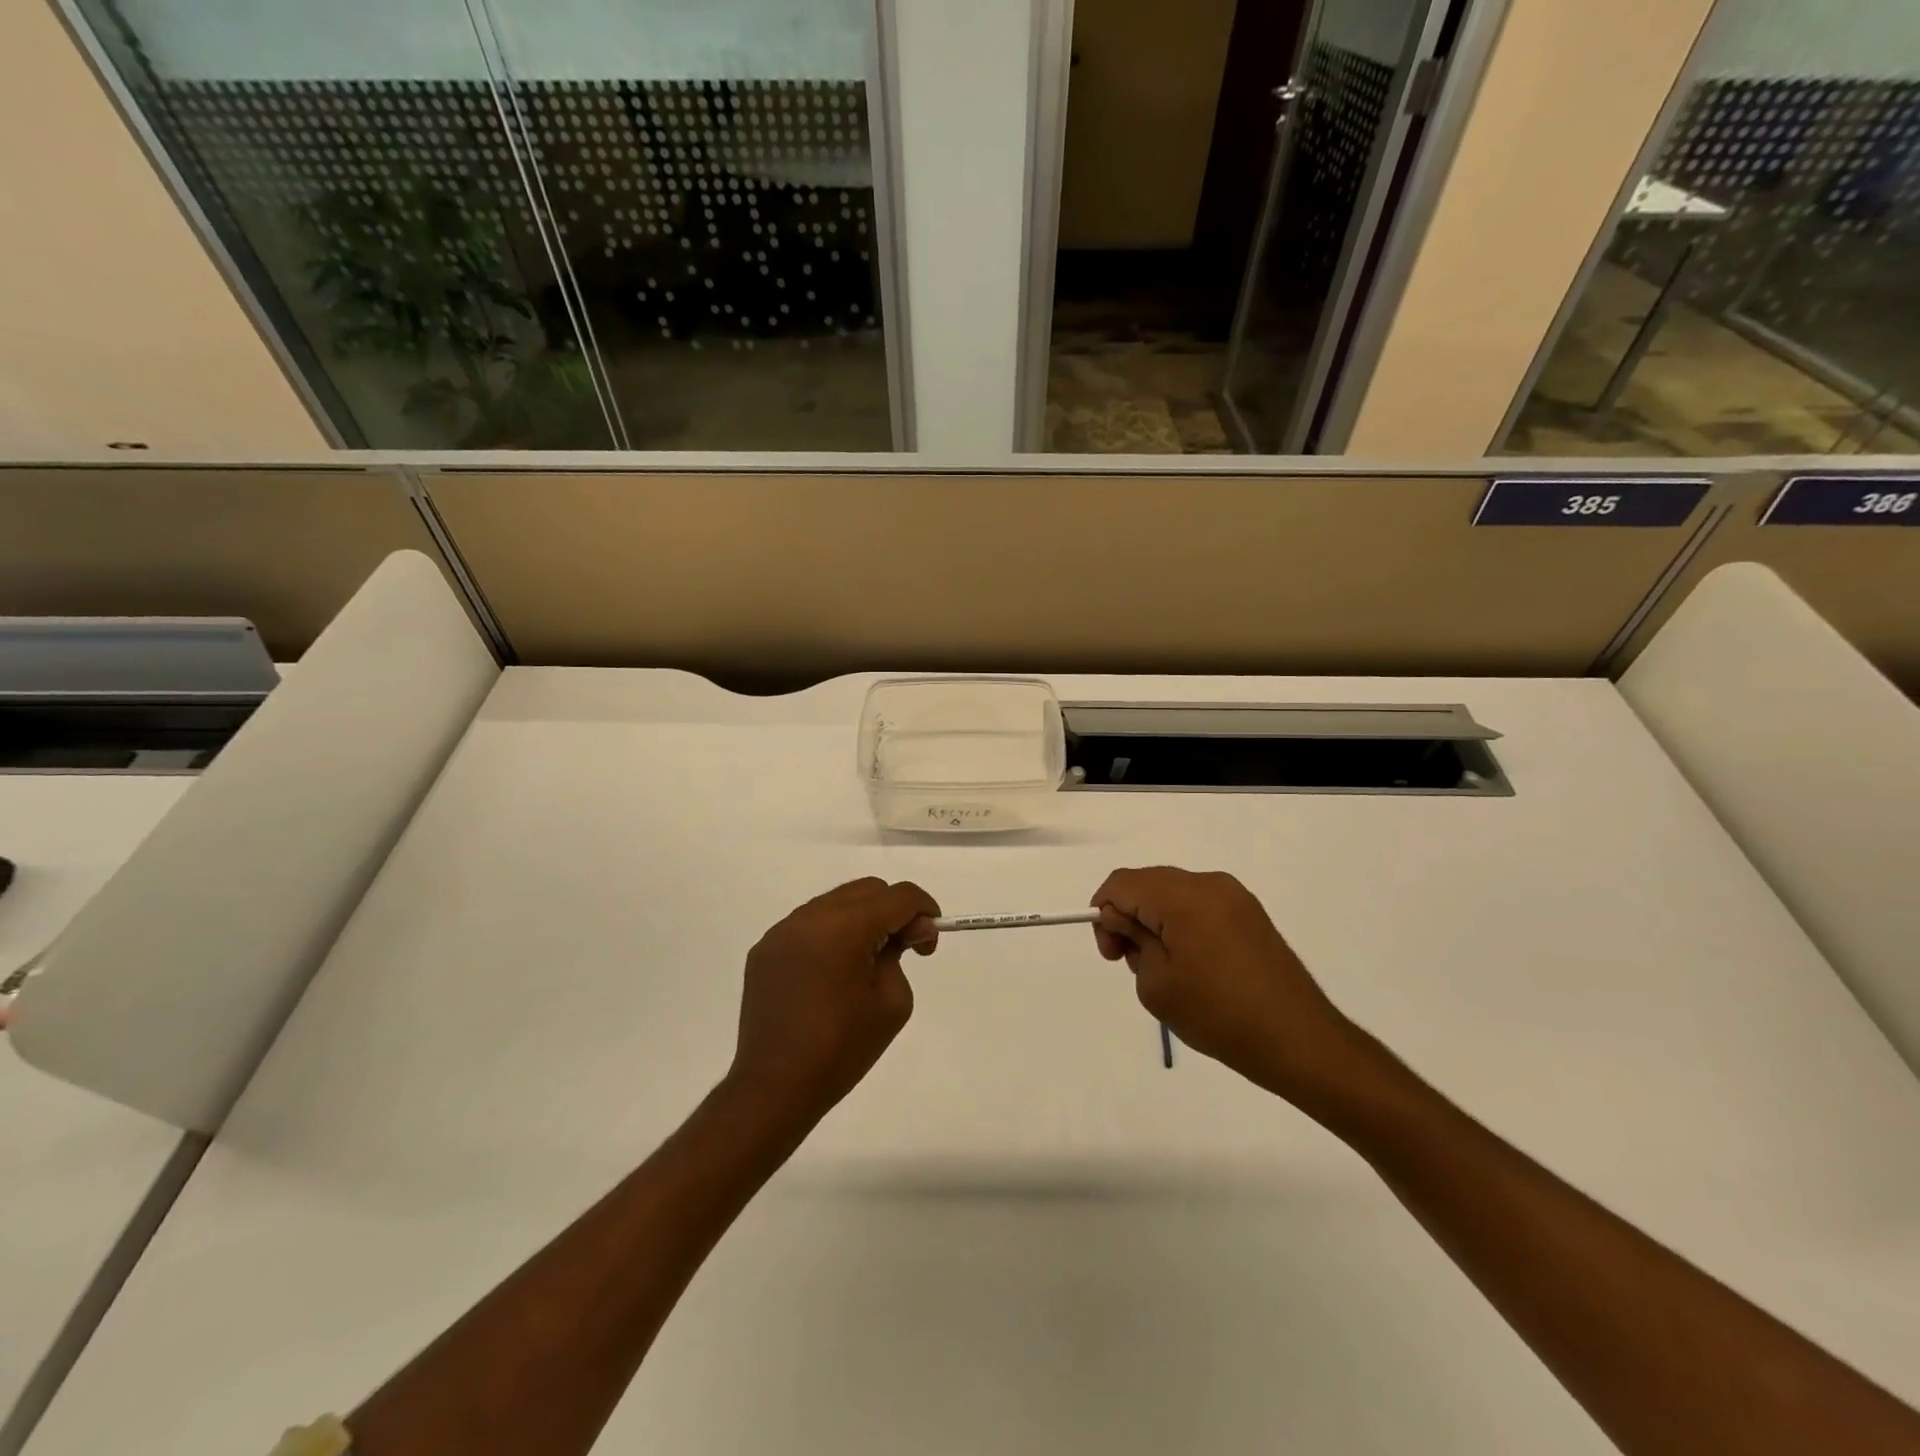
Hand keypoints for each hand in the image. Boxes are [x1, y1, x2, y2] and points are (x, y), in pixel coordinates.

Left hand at [728, 878, 939, 1126]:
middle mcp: (810, 917)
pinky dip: (831, 933)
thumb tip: (903, 934)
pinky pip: (808, 924)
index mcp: (844, 927)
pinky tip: (833, 971)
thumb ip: (901, 955)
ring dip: (861, 918)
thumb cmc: (841, 1049)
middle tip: (904, 949)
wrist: (774, 1088)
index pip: (898, 896)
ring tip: (867, 960)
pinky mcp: (765, 949)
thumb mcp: (892, 1002)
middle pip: (867, 890)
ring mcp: (782, 931)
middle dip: (894, 911)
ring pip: (836, 901)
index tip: (929, 940)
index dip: (924, 910)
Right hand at [1091, 867, 1366, 1103]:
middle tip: (1130, 962)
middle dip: (1128, 915)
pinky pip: (1200, 905)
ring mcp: (1235, 897)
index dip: (1103, 912)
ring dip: (1154, 920)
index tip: (1113, 954)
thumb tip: (1124, 919)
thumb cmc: (1219, 1015)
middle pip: (1148, 882)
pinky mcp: (1250, 914)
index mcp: (1183, 896)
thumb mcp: (1157, 984)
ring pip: (1173, 893)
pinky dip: (1181, 923)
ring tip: (1164, 969)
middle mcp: (1209, 884)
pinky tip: (1191, 964)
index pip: (1122, 883)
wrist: (1299, 1042)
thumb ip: (1132, 940)